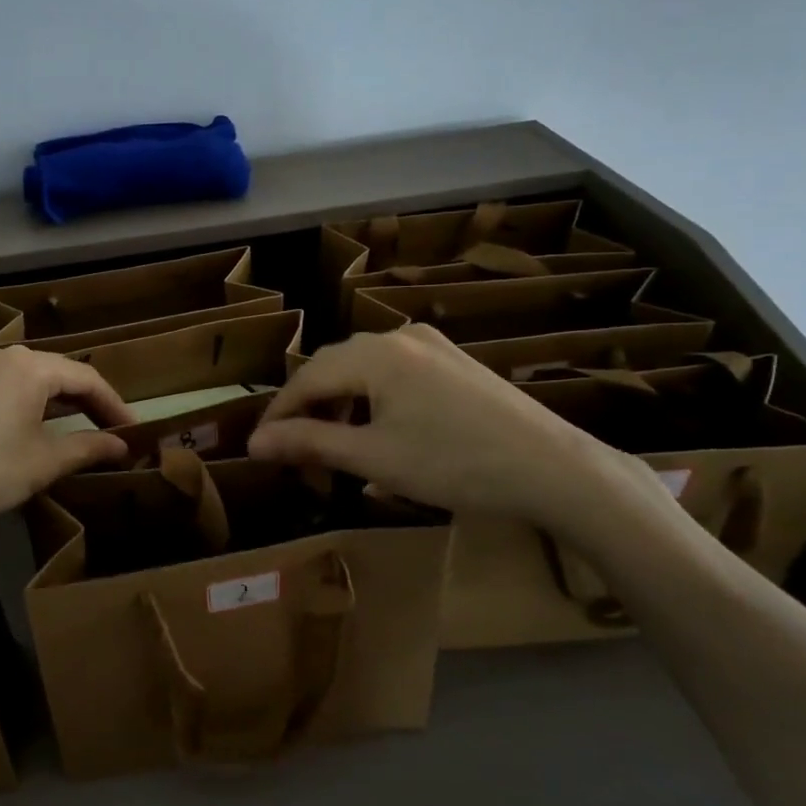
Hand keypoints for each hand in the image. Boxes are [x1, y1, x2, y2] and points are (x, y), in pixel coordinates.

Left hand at [0, 345, 136, 538]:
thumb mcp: (43, 462)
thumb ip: (88, 447)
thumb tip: (122, 445)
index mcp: (29, 366)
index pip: (86, 377)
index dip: (113, 404)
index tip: (132, 430)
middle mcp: (2, 354)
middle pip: (57, 372)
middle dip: (86, 402)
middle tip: (110, 430)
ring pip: (30, 377)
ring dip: (57, 402)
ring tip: (79, 430)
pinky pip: (5, 384)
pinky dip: (28, 402)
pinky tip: (34, 427)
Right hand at [247, 325, 627, 531]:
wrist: (552, 468)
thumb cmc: (454, 464)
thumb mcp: (374, 458)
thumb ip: (309, 443)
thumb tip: (254, 441)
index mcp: (374, 354)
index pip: (307, 378)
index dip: (278, 412)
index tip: (260, 447)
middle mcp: (399, 337)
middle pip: (334, 367)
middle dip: (309, 409)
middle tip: (297, 453)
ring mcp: (431, 345)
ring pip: (364, 369)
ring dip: (341, 404)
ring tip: (336, 445)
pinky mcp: (454, 361)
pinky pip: (394, 372)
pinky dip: (373, 399)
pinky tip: (379, 430)